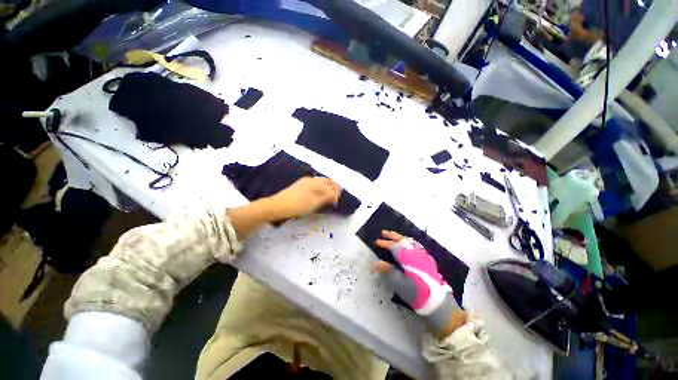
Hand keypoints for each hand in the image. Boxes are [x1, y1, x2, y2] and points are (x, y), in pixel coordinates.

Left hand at [267, 177, 340, 220]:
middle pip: (325, 181)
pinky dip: (319, 191)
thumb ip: (327, 196)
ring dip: (325, 190)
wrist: (277, 206)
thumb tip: (335, 194)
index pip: (330, 184)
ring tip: (327, 199)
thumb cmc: (298, 205)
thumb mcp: (315, 202)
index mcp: (315, 182)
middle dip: (332, 188)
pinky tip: (317, 197)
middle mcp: (310, 180)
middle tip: (335, 199)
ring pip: (319, 184)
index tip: (337, 200)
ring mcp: (303, 183)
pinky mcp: (298, 188)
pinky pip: (313, 186)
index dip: (336, 191)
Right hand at [374, 231, 465, 337]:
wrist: (438, 302)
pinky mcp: (428, 260)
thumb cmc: (417, 294)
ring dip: (401, 237)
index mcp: (409, 259)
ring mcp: (424, 256)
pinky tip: (407, 244)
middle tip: (383, 232)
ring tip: (393, 236)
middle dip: (393, 236)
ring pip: (411, 242)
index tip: (377, 242)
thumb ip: (388, 271)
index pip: (395, 247)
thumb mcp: (400, 284)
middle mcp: (417, 254)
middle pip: (404, 241)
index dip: (385, 244)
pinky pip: (416, 245)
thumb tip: (376, 262)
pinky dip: (409, 242)